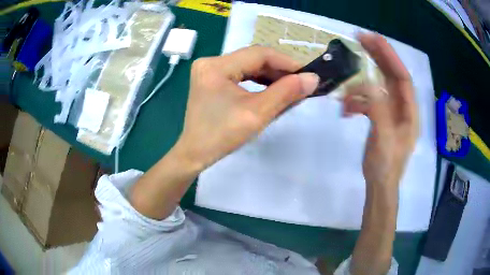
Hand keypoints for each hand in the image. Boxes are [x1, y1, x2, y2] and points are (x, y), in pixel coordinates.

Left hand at [174, 46, 319, 169]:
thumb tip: (312, 78)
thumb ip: (286, 93)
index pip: (259, 54)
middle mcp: (210, 62)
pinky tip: (271, 88)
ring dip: (270, 75)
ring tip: (290, 86)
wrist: (195, 153)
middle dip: (279, 70)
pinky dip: (258, 80)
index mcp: (216, 66)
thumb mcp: (257, 113)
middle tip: (300, 82)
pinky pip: (240, 73)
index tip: (307, 74)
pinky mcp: (211, 78)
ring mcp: (209, 69)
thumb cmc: (222, 136)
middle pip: (253, 58)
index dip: (286, 62)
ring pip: (248, 65)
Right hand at [343, 33, 418, 187]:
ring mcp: (391, 112)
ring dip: (360, 86)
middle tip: (360, 40)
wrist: (380, 185)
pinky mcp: (380, 117)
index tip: (373, 39)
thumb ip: (379, 110)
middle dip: (377, 57)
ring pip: (378, 87)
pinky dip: (357, 101)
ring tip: (345, 95)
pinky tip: (346, 110)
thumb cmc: (386, 166)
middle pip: (391, 76)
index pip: (402, 77)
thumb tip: (368, 86)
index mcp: (409, 112)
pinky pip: (368, 101)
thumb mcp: (384, 138)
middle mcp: (402, 108)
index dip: (389, 56)